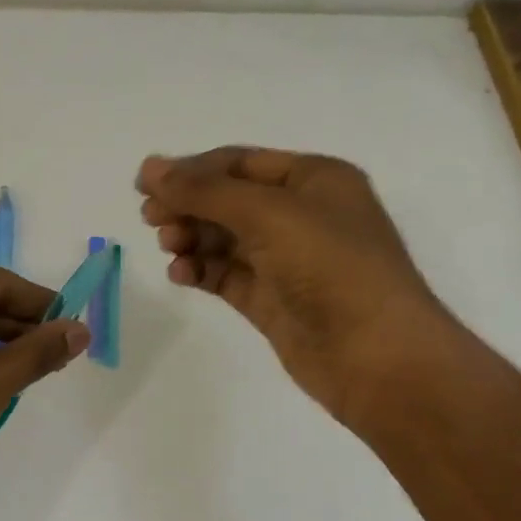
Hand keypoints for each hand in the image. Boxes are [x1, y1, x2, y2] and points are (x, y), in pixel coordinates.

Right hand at [137, 147, 455, 427]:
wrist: (376, 357)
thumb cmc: (331, 267)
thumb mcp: (268, 214)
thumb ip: (204, 191)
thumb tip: (149, 167)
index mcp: (314, 180)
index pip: (239, 163)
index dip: (191, 170)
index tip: (144, 185)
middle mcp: (301, 215)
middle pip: (228, 200)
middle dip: (188, 205)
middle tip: (150, 219)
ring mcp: (286, 260)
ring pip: (224, 239)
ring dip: (191, 238)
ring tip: (170, 247)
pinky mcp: (272, 300)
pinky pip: (226, 275)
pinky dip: (201, 271)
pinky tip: (181, 275)